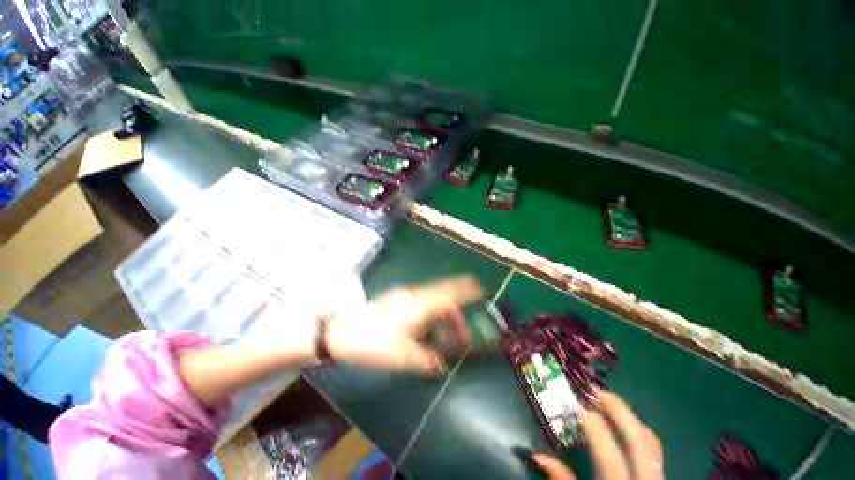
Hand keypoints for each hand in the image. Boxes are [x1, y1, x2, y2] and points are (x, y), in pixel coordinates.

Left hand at [326, 276, 482, 373]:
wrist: (343, 331)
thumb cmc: (375, 343)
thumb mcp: (404, 356)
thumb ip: (428, 359)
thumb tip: (442, 363)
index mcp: (420, 305)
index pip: (449, 294)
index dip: (466, 291)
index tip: (481, 289)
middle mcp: (415, 294)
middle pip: (443, 292)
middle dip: (458, 304)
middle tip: (464, 324)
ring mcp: (404, 294)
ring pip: (433, 297)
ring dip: (444, 311)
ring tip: (446, 333)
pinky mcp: (397, 297)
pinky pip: (422, 299)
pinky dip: (432, 310)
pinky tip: (428, 326)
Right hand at [532, 391, 662, 479]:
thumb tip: (538, 455)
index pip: (610, 457)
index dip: (595, 429)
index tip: (579, 405)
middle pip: (639, 441)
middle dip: (619, 410)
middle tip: (596, 390)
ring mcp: (656, 478)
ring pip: (650, 441)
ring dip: (629, 417)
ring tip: (607, 401)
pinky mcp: (659, 476)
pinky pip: (653, 449)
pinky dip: (638, 430)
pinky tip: (624, 424)